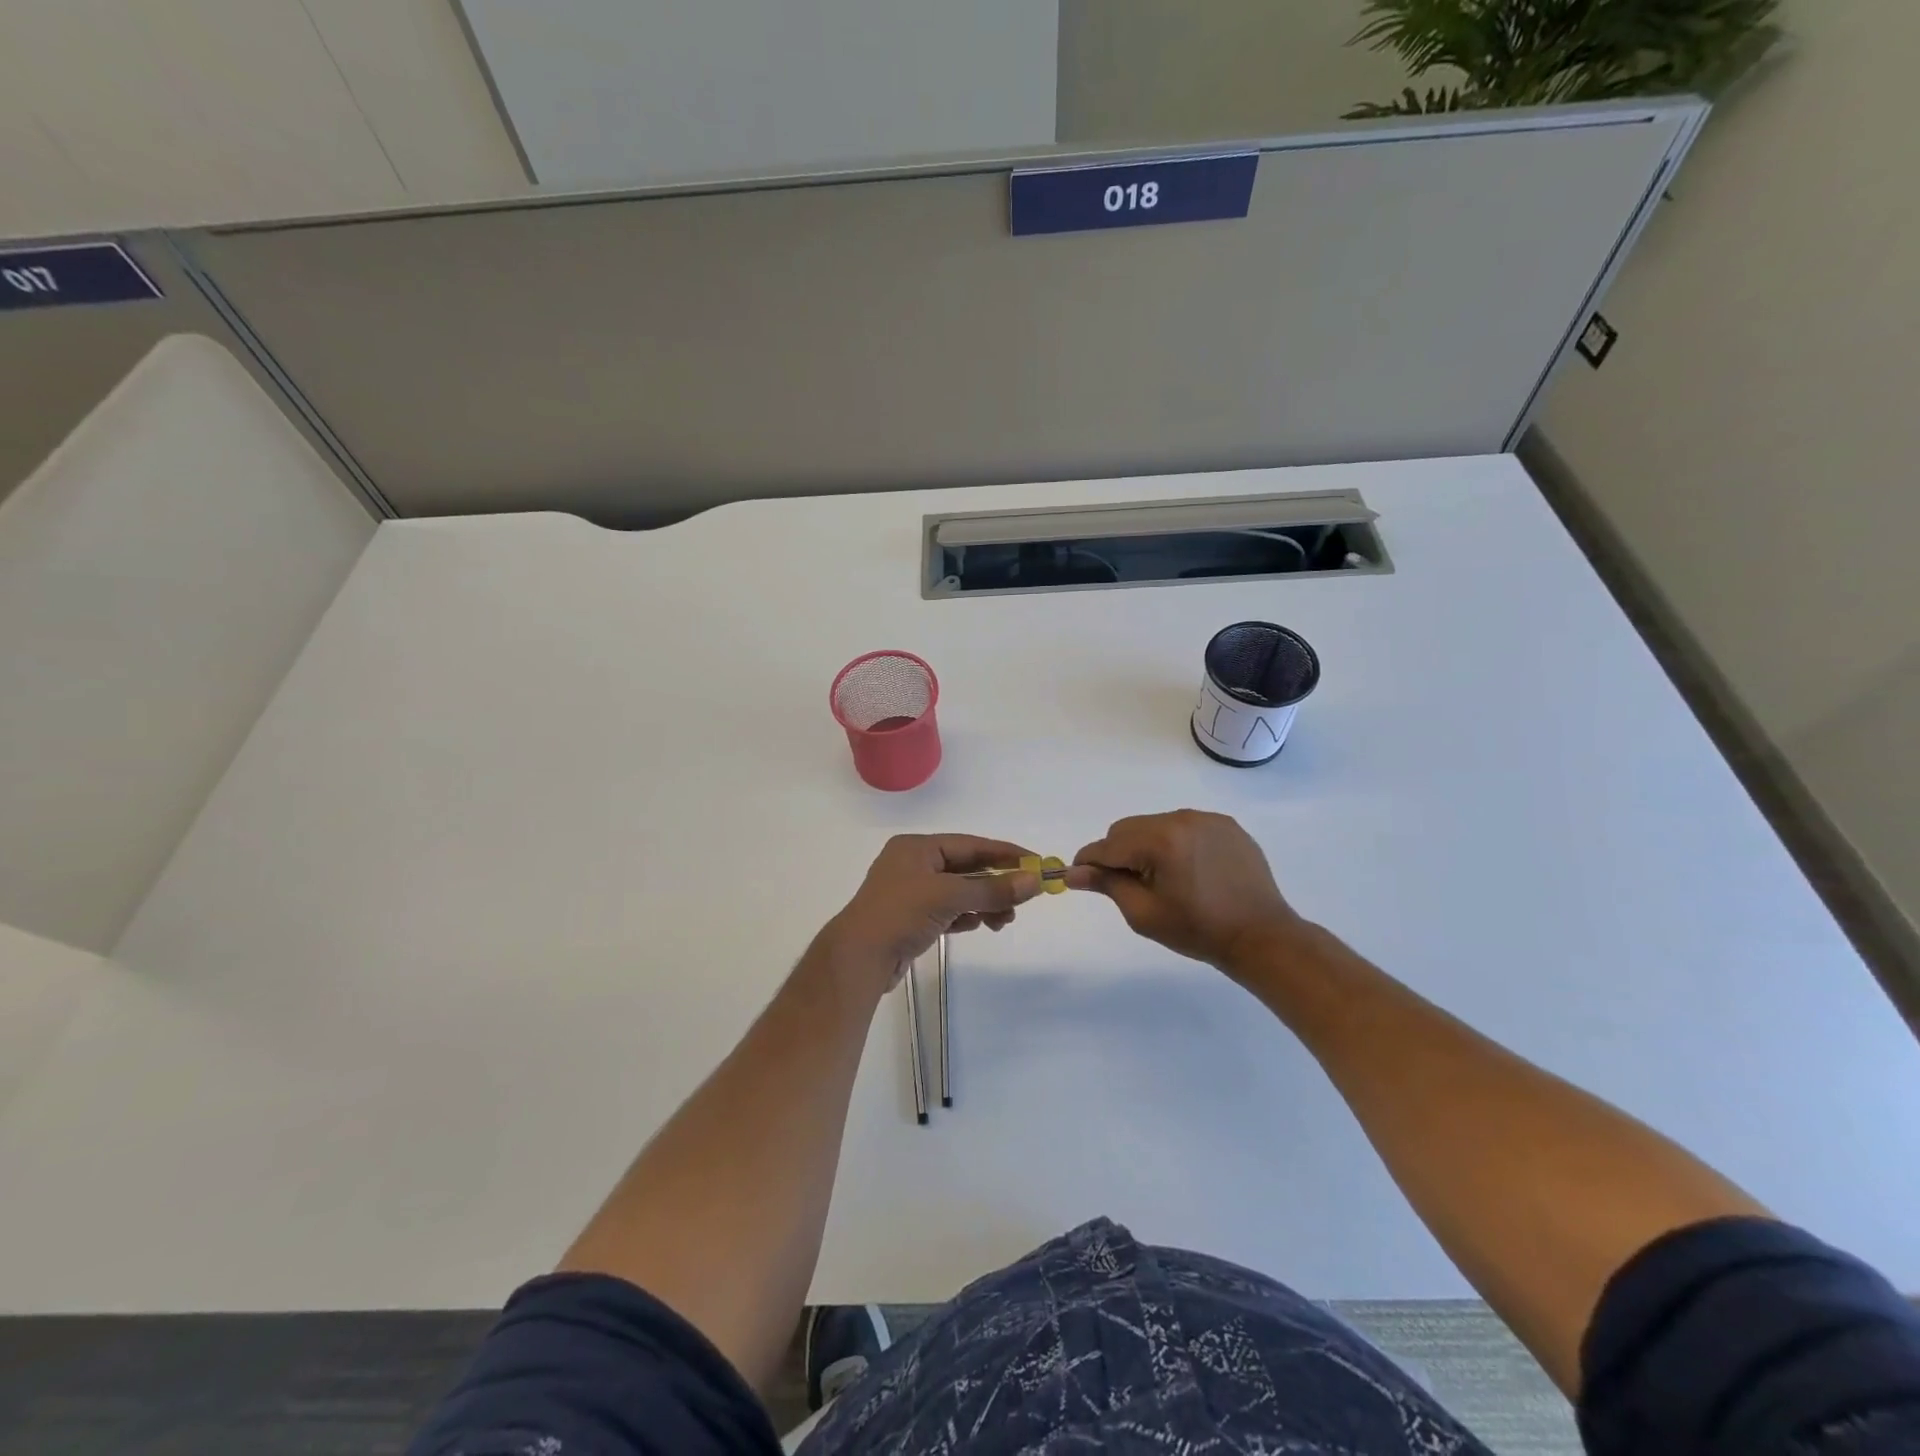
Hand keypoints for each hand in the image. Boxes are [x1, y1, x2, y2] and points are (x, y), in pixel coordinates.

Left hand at [819, 835, 1040, 993]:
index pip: (970, 845)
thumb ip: (993, 889)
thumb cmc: (900, 914)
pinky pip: (948, 911)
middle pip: (966, 869)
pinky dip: (966, 916)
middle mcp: (913, 865)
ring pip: (959, 892)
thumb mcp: (949, 896)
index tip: (1036, 863)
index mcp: (917, 848)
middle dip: (996, 884)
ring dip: (984, 903)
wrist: (858, 959)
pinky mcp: (912, 920)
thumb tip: (1035, 881)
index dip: (1005, 853)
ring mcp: (911, 893)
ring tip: (1003, 920)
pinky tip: (978, 925)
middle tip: (1024, 899)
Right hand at [1068, 810, 1306, 976]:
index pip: (1108, 845)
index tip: (1080, 878)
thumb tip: (1073, 872)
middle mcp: (1182, 819)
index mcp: (1160, 840)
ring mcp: (1206, 819)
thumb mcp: (1144, 913)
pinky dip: (1175, 843)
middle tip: (1129, 885)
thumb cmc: (1198, 930)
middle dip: (1119, 853)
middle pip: (1128, 828)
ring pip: (1155, 825)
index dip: (1089, 862)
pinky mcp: (1225, 825)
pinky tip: (1188, 871)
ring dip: (1147, 846)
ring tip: (1163, 879)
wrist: (1262, 936)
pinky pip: (1184, 827)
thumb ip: (1107, 885)